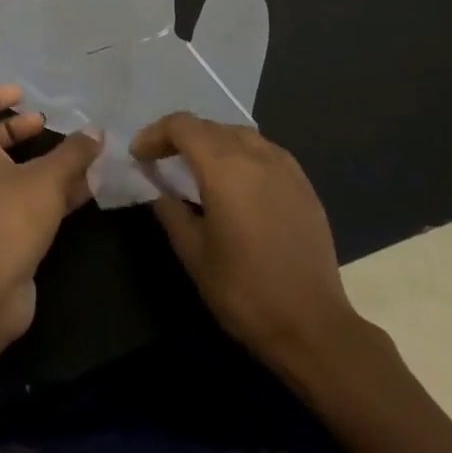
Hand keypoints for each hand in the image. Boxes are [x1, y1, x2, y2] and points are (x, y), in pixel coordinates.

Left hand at [0, 85, 101, 347]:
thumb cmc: (7, 219)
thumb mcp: (46, 179)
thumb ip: (73, 153)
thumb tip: (95, 131)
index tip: (21, 93)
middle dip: (20, 128)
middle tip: (50, 121)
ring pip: (16, 172)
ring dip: (44, 161)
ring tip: (81, 152)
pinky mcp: (6, 232)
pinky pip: (30, 200)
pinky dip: (54, 190)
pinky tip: (88, 187)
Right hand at [136, 114, 366, 379]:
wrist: (312, 326)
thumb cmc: (243, 291)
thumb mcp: (193, 253)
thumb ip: (169, 210)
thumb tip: (155, 185)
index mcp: (225, 169)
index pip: (183, 126)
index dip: (155, 134)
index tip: (139, 156)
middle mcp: (257, 156)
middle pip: (210, 126)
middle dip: (180, 137)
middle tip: (160, 160)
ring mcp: (286, 168)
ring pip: (239, 134)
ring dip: (211, 142)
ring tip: (196, 168)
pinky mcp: (304, 185)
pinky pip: (265, 151)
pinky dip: (240, 154)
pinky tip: (235, 181)